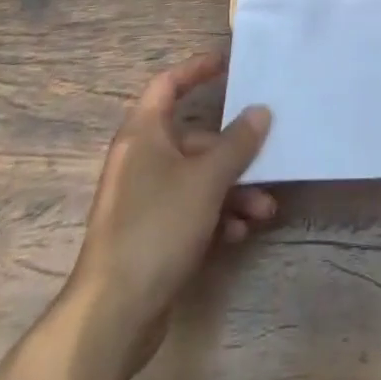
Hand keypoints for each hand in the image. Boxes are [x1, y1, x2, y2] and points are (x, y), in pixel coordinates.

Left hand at [71, 53, 274, 370]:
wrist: (113, 315)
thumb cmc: (157, 227)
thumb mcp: (206, 180)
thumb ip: (237, 142)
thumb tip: (260, 110)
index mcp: (143, 133)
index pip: (168, 84)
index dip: (196, 70)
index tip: (227, 64)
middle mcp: (141, 159)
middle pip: (193, 138)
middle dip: (233, 152)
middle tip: (267, 159)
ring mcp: (143, 198)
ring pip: (196, 178)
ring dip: (232, 191)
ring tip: (264, 211)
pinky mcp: (149, 234)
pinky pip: (189, 210)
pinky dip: (215, 216)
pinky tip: (239, 234)